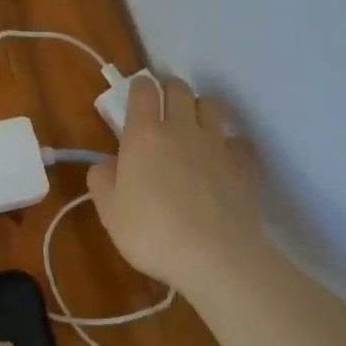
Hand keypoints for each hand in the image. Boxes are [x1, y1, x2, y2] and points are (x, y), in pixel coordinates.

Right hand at [88, 73, 266, 294]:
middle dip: (170, 89)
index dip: (139, 87)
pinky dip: (229, 143)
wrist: (215, 257)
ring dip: (200, 109)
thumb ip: (102, 180)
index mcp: (144, 135)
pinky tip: (223, 159)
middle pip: (179, 88)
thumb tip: (107, 163)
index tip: (137, 94)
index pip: (143, 90)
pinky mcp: (243, 165)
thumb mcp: (109, 212)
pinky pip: (237, 140)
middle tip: (163, 106)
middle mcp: (181, 129)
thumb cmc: (152, 232)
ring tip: (194, 127)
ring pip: (211, 106)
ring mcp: (216, 144)